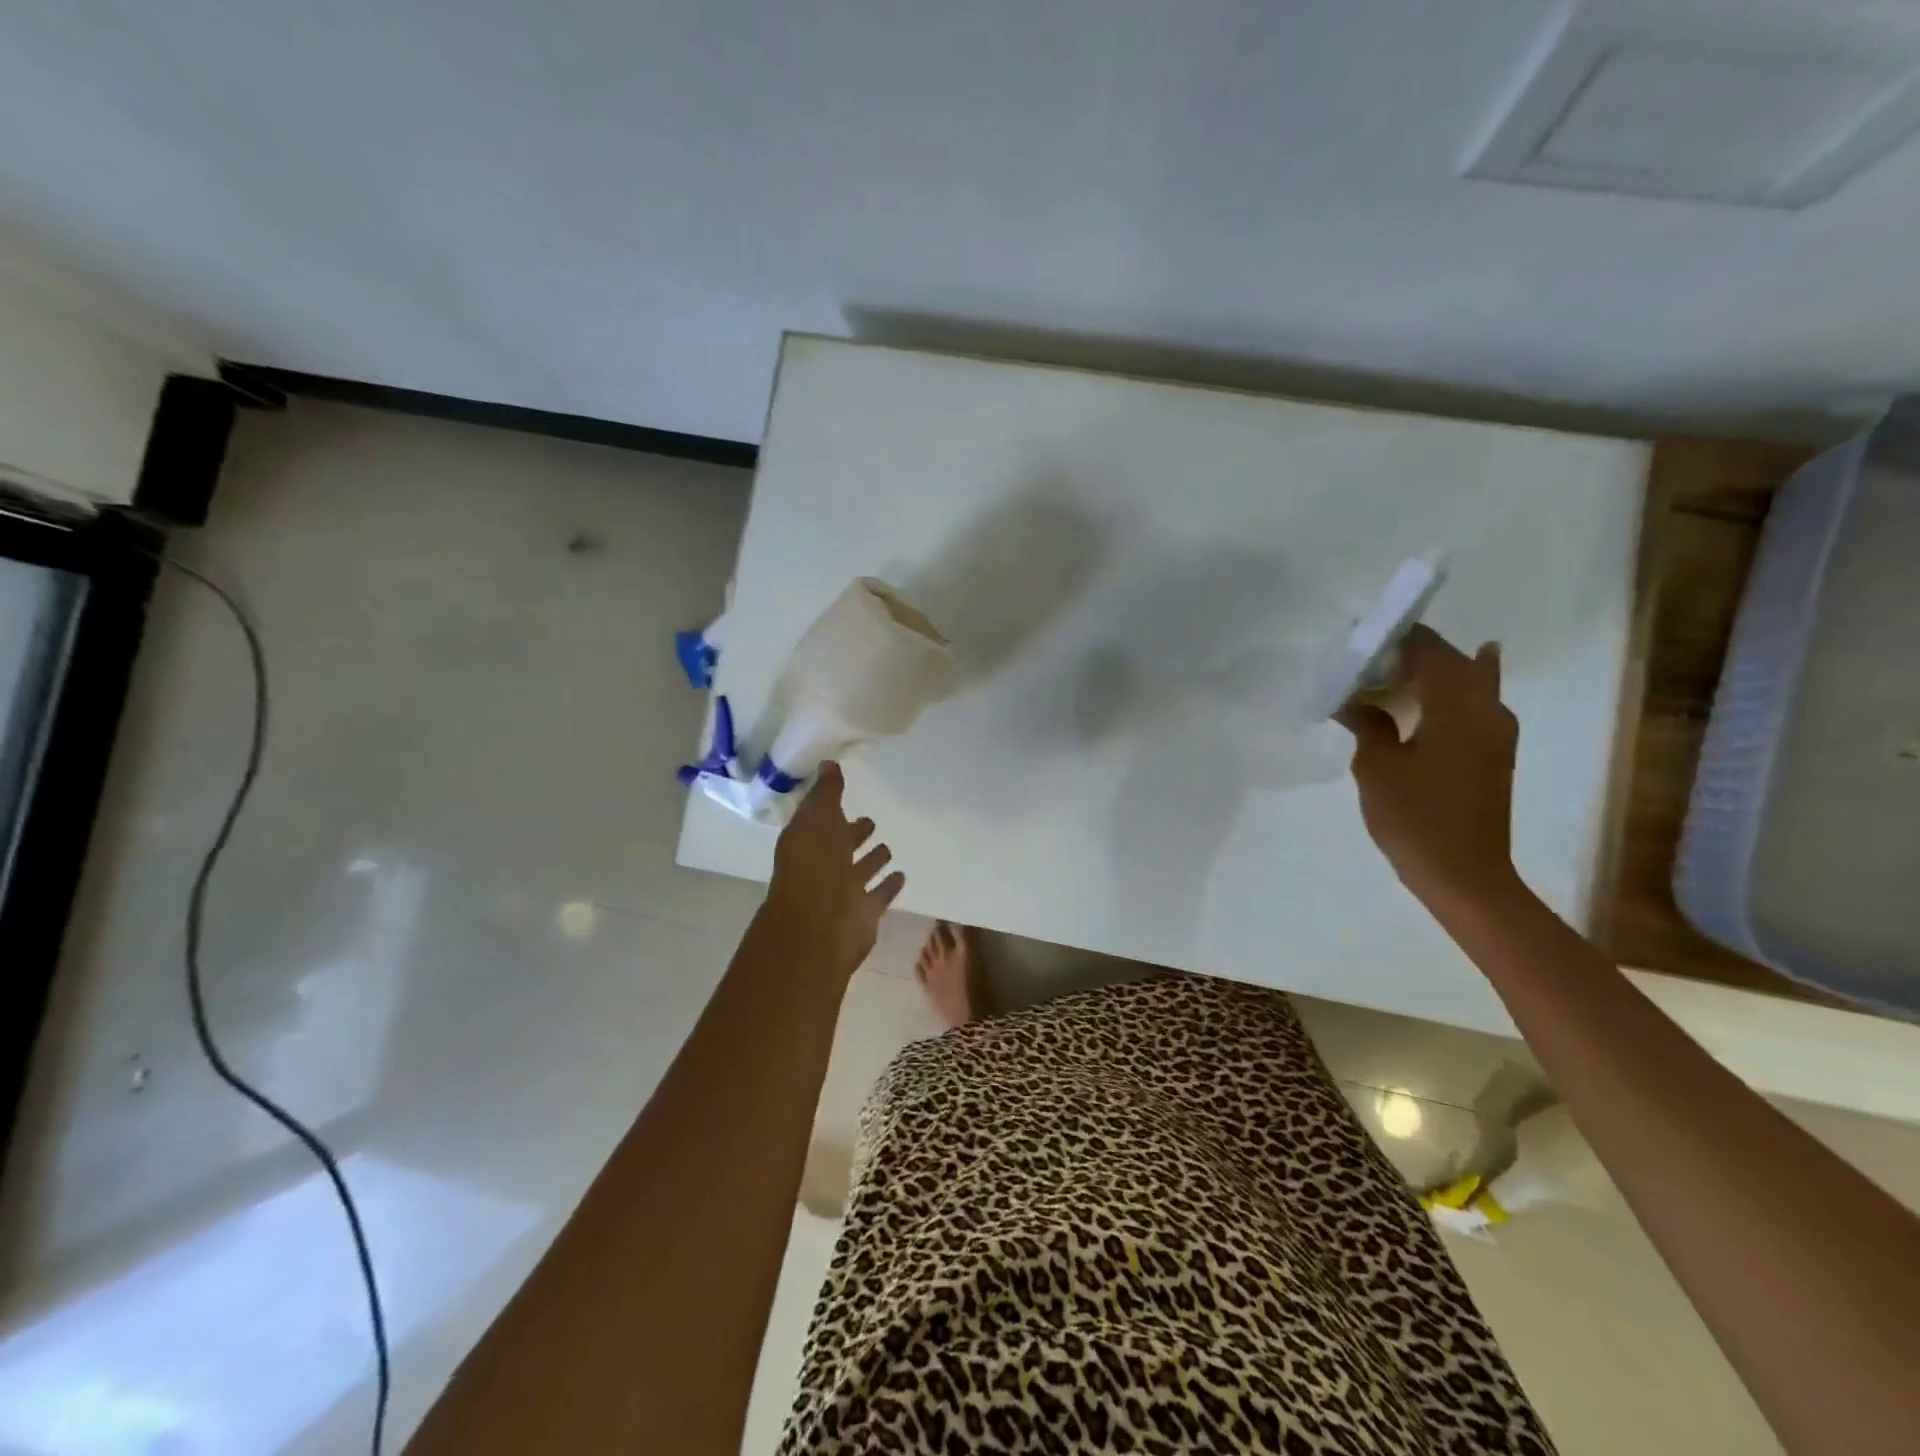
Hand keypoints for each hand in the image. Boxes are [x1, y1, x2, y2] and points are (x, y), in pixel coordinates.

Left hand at [762, 762, 905, 980]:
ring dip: (872, 860)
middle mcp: (822, 867)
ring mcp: (842, 892)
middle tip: (870, 822)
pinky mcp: (863, 913)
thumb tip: (828, 763)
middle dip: (853, 834)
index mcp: (806, 842)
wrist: (820, 923)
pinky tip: (901, 875)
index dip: (832, 810)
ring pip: (859, 871)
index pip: (819, 822)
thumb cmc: (815, 864)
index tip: (847, 796)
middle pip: (840, 847)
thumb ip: (826, 792)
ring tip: (888, 847)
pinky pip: (878, 895)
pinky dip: (888, 886)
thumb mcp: (818, 816)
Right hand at [1338, 625, 1522, 912]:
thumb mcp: (1377, 766)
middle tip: (1371, 656)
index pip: (1428, 650)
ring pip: (1468, 684)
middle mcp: (1486, 710)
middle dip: (1414, 653)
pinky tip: (1424, 698)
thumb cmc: (1415, 816)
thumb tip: (1355, 700)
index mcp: (1458, 706)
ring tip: (1391, 673)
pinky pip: (1470, 709)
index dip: (1397, 637)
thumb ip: (1368, 725)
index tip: (1362, 634)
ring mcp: (1496, 734)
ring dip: (1432, 675)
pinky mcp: (1493, 756)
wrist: (1464, 875)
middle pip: (1454, 662)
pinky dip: (1445, 698)